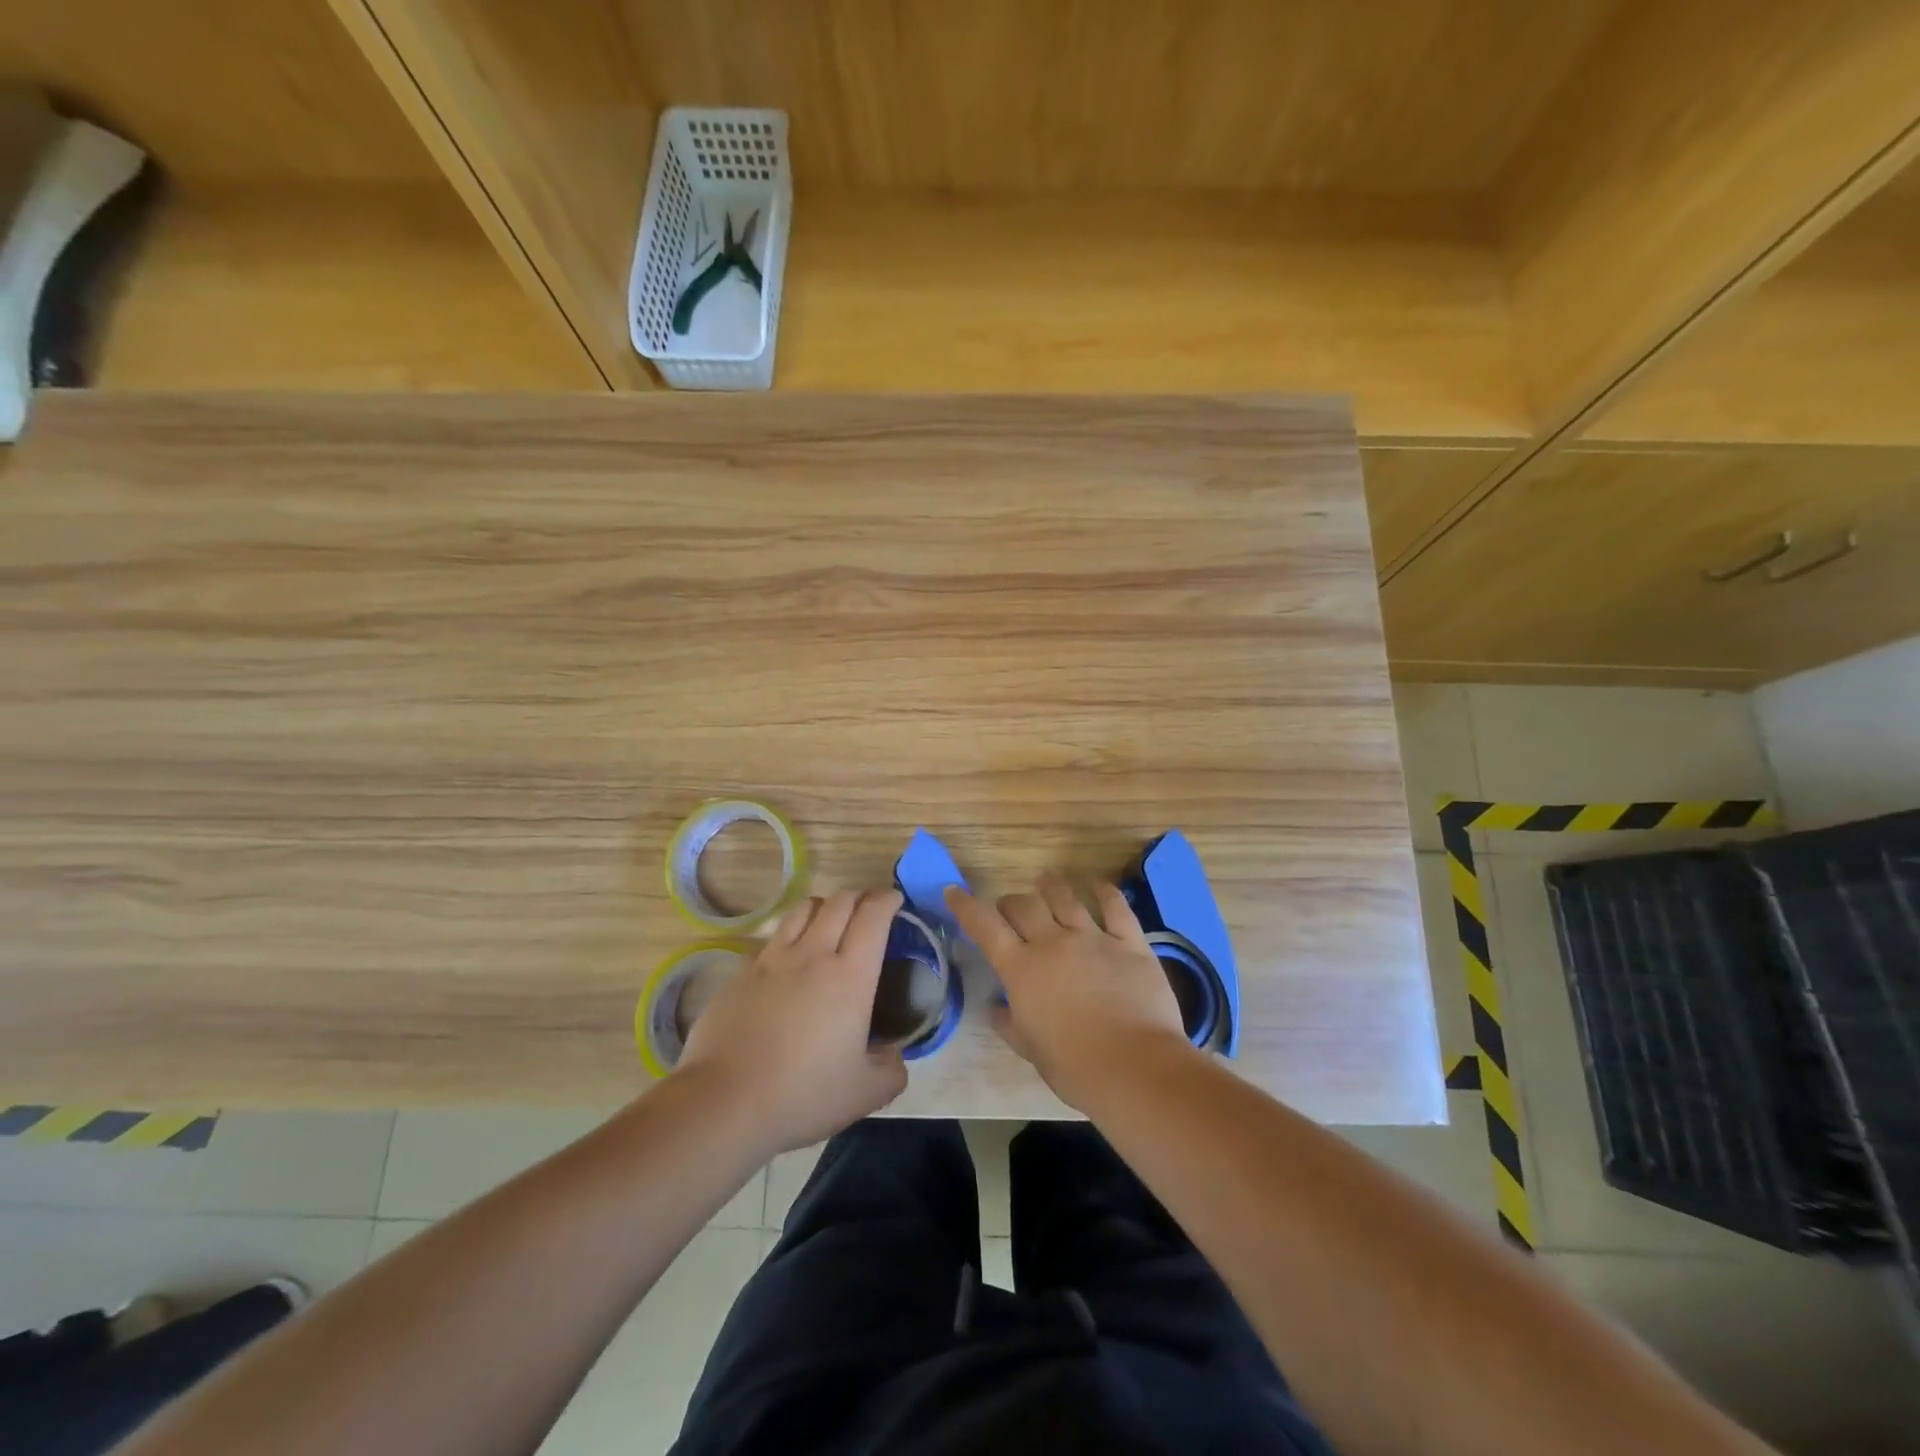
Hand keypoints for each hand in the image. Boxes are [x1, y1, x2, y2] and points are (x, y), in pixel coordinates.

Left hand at [675, 888, 908, 1154]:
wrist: (724, 1101)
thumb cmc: (802, 1094)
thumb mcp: (865, 1093)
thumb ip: (891, 1069)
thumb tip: (892, 1053)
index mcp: (850, 976)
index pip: (873, 917)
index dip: (887, 900)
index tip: (895, 900)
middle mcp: (813, 954)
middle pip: (839, 902)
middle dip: (859, 896)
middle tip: (868, 910)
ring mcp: (772, 959)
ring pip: (803, 909)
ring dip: (824, 906)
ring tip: (830, 920)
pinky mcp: (741, 972)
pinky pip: (772, 937)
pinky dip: (790, 935)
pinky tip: (789, 958)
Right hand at [945, 872, 1193, 1111]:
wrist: (1134, 1068)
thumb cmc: (1074, 1068)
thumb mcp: (1030, 1050)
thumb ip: (1009, 1023)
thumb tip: (995, 1007)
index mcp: (1021, 970)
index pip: (985, 927)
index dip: (966, 906)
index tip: (954, 892)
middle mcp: (1053, 943)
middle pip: (1024, 905)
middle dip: (1011, 902)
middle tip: (1009, 907)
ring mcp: (1093, 938)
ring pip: (1065, 897)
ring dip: (1050, 886)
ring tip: (1045, 880)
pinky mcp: (1129, 943)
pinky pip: (1115, 907)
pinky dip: (1104, 892)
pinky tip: (1098, 885)